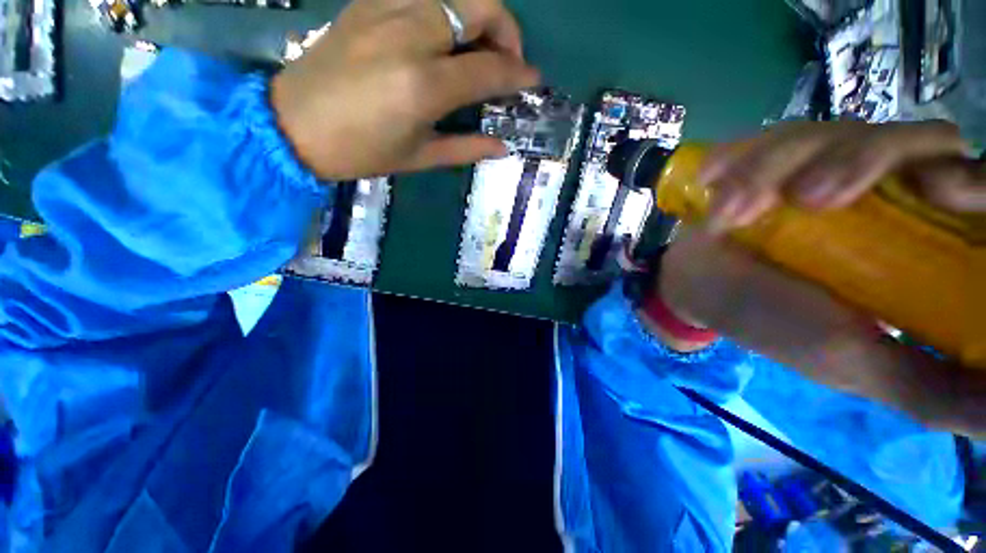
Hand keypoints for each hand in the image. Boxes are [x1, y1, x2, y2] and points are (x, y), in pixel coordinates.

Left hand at [271, 0, 539, 179]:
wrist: (293, 125)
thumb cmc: (361, 152)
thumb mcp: (419, 158)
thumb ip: (466, 148)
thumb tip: (502, 146)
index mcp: (424, 86)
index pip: (488, 69)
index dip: (518, 74)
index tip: (532, 80)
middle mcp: (410, 36)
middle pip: (479, 5)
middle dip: (506, 29)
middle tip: (507, 59)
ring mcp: (385, 11)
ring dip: (477, 14)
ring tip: (478, 47)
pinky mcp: (367, 2)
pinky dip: (444, 7)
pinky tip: (442, 34)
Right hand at [658, 121, 985, 436]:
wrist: (697, 285)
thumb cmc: (774, 323)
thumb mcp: (856, 363)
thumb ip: (934, 389)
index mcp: (925, 244)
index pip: (977, 188)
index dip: (973, 180)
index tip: (943, 190)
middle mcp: (887, 193)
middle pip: (916, 140)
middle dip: (862, 159)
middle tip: (806, 198)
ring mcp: (827, 167)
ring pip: (835, 132)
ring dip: (776, 168)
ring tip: (729, 212)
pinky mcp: (776, 158)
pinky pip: (773, 137)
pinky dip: (742, 161)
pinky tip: (713, 184)